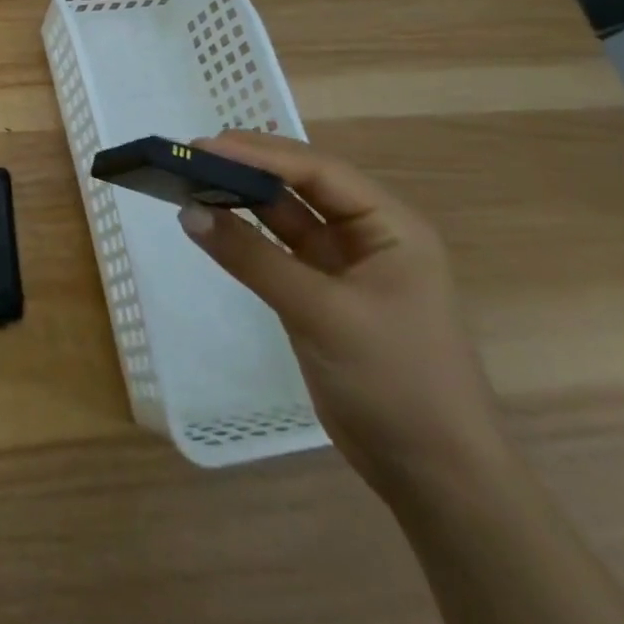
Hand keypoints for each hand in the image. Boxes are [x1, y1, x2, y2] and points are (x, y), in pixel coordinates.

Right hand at [180, 130, 504, 493]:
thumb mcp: (322, 313)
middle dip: (249, 168)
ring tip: (192, 181)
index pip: (318, 171)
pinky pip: (275, 250)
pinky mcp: (320, 295)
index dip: (260, 153)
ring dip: (242, 199)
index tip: (204, 146)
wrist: (435, 478)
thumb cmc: (396, 381)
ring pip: (284, 216)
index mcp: (390, 226)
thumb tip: (188, 212)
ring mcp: (342, 266)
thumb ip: (253, 258)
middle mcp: (368, 235)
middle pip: (300, 185)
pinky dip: (243, 236)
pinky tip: (210, 224)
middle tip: (191, 156)